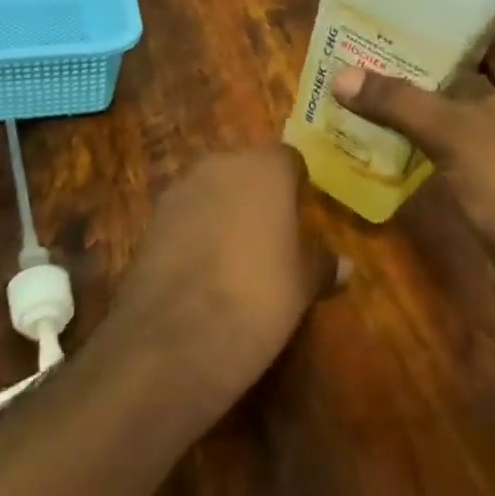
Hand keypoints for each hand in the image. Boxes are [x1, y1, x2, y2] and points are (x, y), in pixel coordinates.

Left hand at [100, 147, 338, 418]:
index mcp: (265, 169)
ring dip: (221, 209)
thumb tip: (343, 265)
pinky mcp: (150, 218)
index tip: (302, 214)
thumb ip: (320, 265)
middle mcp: (219, 165)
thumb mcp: (302, 286)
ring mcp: (179, 189)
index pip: (288, 160)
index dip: (296, 185)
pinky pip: (183, 213)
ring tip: (234, 253)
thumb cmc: (258, 298)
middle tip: (271, 234)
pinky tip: (201, 267)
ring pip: (210, 189)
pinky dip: (193, 229)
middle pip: (245, 169)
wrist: (175, 335)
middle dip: (256, 193)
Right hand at [330, 19, 494, 311]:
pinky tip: (399, 116)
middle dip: (456, 32)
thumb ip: (398, 102)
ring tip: (391, 57)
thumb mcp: (455, 133)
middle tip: (404, 15)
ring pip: (481, 92)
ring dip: (442, 79)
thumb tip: (341, 76)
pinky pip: (468, 130)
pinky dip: (439, 120)